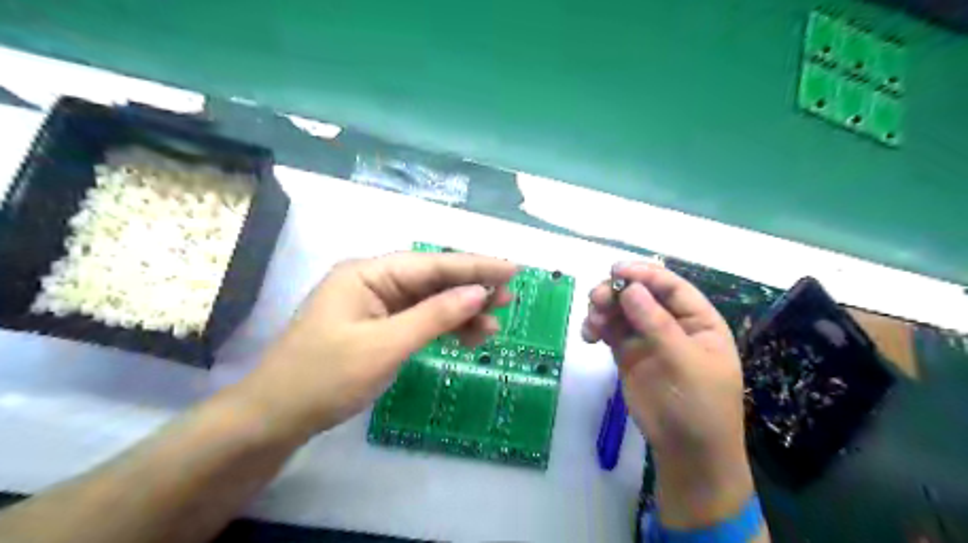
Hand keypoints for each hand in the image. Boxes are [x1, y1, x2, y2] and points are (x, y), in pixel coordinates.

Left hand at [226, 253, 516, 437]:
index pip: (431, 264)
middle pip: (433, 279)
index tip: (512, 268)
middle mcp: (374, 282)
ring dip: (462, 312)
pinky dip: (443, 328)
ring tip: (494, 326)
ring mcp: (376, 305)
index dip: (475, 266)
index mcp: (368, 273)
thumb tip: (479, 293)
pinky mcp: (378, 327)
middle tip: (510, 297)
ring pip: (429, 301)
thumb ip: (435, 316)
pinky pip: (419, 320)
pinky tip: (468, 337)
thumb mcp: (385, 346)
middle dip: (472, 288)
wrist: (276, 417)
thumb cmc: (326, 377)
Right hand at [578, 261, 750, 527]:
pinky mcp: (628, 353)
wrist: (687, 451)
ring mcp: (648, 338)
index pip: (671, 286)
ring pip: (621, 310)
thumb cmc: (698, 405)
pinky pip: (610, 330)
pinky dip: (597, 327)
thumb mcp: (684, 362)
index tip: (616, 270)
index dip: (644, 274)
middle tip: (597, 299)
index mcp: (698, 320)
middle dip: (618, 291)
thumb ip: (656, 324)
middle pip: (641, 294)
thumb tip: (630, 288)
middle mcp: (672, 323)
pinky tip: (588, 336)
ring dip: (604, 308)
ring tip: (592, 321)